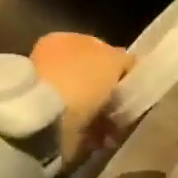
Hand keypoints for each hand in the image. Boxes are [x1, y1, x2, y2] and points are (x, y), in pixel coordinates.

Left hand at [30, 32, 130, 160]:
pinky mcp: (44, 119)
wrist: (46, 118)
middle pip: (92, 77)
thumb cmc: (82, 79)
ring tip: (115, 128)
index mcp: (65, 38)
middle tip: (125, 108)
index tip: (132, 84)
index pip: (100, 48)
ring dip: (102, 115)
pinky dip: (90, 131)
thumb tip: (127, 64)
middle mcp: (52, 60)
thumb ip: (124, 59)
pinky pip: (77, 124)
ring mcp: (46, 91)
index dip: (119, 65)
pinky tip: (101, 139)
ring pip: (86, 102)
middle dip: (109, 94)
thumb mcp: (114, 59)